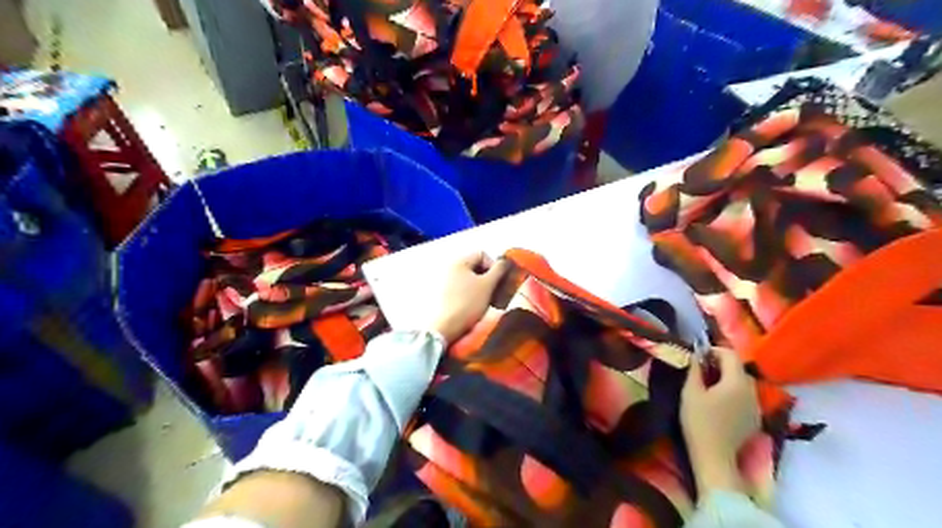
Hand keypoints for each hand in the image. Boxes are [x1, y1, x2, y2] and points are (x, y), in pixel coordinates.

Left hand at [421, 252, 508, 344]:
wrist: (447, 326)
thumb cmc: (469, 303)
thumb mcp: (488, 285)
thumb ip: (499, 269)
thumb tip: (505, 261)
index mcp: (459, 261)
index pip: (482, 254)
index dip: (494, 265)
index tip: (498, 281)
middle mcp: (450, 267)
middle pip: (476, 266)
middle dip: (488, 277)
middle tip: (495, 291)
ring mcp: (446, 281)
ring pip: (471, 278)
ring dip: (482, 286)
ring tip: (487, 300)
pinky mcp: (445, 294)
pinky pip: (463, 287)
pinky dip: (472, 293)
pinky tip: (476, 305)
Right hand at [681, 348, 758, 496]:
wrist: (714, 457)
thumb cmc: (699, 421)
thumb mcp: (690, 392)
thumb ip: (694, 369)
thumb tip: (696, 355)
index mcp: (737, 382)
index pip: (730, 354)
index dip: (714, 350)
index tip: (698, 355)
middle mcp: (752, 391)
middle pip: (738, 368)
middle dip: (721, 364)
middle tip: (701, 369)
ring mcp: (756, 406)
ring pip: (743, 383)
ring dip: (727, 378)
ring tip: (709, 385)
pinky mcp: (755, 419)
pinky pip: (745, 397)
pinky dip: (733, 393)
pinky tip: (719, 402)